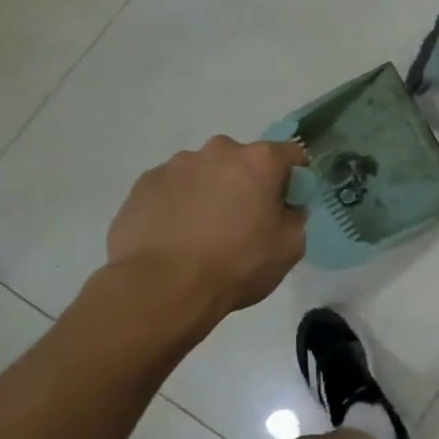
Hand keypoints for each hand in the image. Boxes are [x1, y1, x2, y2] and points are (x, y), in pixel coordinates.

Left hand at [105, 137, 307, 329]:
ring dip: (211, 191)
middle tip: (244, 219)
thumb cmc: (238, 264)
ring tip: (204, 231)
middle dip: (247, 182)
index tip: (288, 200)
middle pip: (243, 160)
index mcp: (259, 161)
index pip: (291, 153)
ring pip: (205, 172)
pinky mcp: (144, 184)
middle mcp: (218, 151)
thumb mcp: (290, 246)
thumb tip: (283, 207)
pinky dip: (180, 203)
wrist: (163, 287)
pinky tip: (177, 235)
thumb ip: (294, 216)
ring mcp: (176, 165)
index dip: (294, 177)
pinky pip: (173, 188)